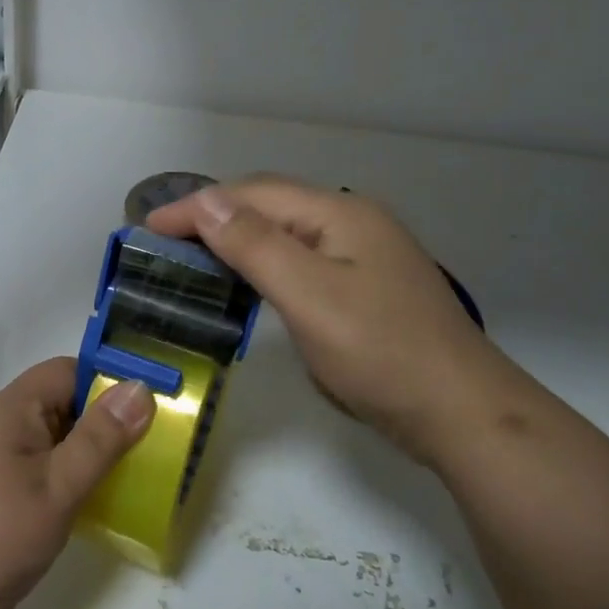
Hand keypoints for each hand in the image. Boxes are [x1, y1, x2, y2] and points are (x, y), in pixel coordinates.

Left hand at [0, 358, 154, 608]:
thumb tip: (139, 389)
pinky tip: (105, 511)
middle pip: (66, 408)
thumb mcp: (55, 486)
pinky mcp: (0, 509)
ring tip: (146, 475)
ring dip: (96, 458)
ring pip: (58, 448)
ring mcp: (0, 472)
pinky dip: (76, 489)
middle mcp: (5, 432)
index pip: (68, 372)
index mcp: (13, 410)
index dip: (110, 379)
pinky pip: (47, 482)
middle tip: (162, 442)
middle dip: (110, 421)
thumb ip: (99, 439)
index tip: (156, 400)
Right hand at [147, 176, 516, 464]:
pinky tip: (247, 283)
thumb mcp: (310, 296)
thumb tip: (206, 201)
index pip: (252, 195)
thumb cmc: (381, 352)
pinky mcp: (365, 288)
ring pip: (285, 233)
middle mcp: (352, 223)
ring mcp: (363, 256)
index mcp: (340, 214)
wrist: (461, 413)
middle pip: (270, 206)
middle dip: (214, 217)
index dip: (197, 207)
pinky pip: (300, 260)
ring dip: (236, 239)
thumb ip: (256, 245)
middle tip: (164, 243)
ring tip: (194, 258)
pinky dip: (263, 264)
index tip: (147, 228)